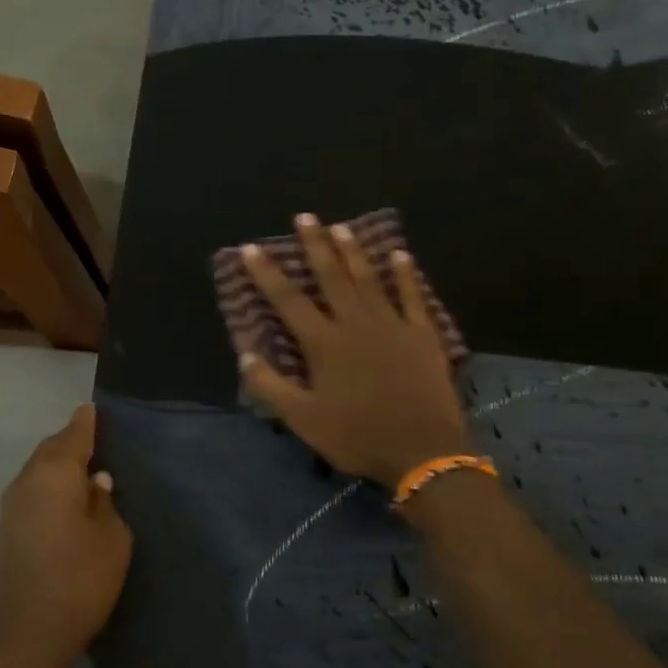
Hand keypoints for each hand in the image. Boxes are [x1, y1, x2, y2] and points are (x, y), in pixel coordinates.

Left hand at [0, 404, 132, 667]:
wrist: (23, 638)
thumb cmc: (79, 580)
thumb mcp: (112, 539)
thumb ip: (105, 504)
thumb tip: (94, 482)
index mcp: (54, 473)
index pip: (73, 435)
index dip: (86, 422)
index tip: (92, 408)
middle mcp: (25, 482)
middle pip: (50, 451)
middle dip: (70, 443)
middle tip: (93, 440)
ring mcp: (9, 509)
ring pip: (37, 474)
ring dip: (57, 468)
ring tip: (82, 472)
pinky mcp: (4, 535)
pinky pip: (31, 495)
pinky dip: (48, 490)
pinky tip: (63, 504)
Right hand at [238, 214, 471, 488]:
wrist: (423, 450)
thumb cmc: (358, 436)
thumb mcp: (304, 419)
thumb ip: (272, 386)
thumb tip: (245, 354)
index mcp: (323, 343)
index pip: (287, 300)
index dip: (267, 273)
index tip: (251, 247)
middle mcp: (354, 323)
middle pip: (330, 276)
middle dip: (315, 245)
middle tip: (305, 217)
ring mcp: (392, 324)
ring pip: (368, 278)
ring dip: (353, 251)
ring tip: (341, 227)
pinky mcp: (422, 334)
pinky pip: (413, 296)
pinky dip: (406, 274)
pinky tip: (400, 254)